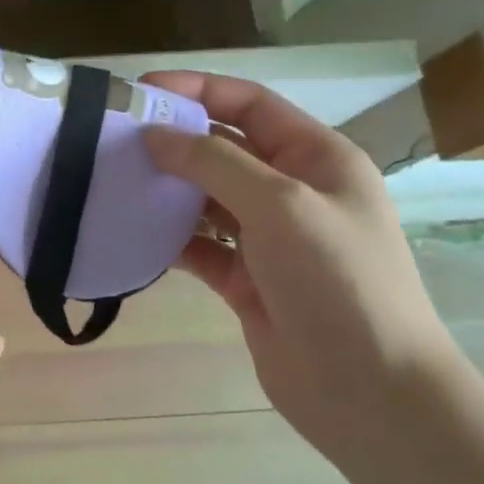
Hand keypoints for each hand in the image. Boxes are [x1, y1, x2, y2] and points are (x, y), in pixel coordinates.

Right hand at [141, 73, 459, 469]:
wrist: (371, 393)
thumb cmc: (337, 281)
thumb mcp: (281, 205)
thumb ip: (214, 162)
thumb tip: (154, 137)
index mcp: (316, 157)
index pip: (248, 104)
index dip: (196, 90)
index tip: (139, 92)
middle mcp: (291, 189)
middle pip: (222, 147)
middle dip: (171, 139)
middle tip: (112, 138)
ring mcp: (267, 237)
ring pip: (204, 196)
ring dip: (164, 187)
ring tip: (111, 180)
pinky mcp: (244, 278)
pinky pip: (197, 244)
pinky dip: (166, 237)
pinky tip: (130, 231)